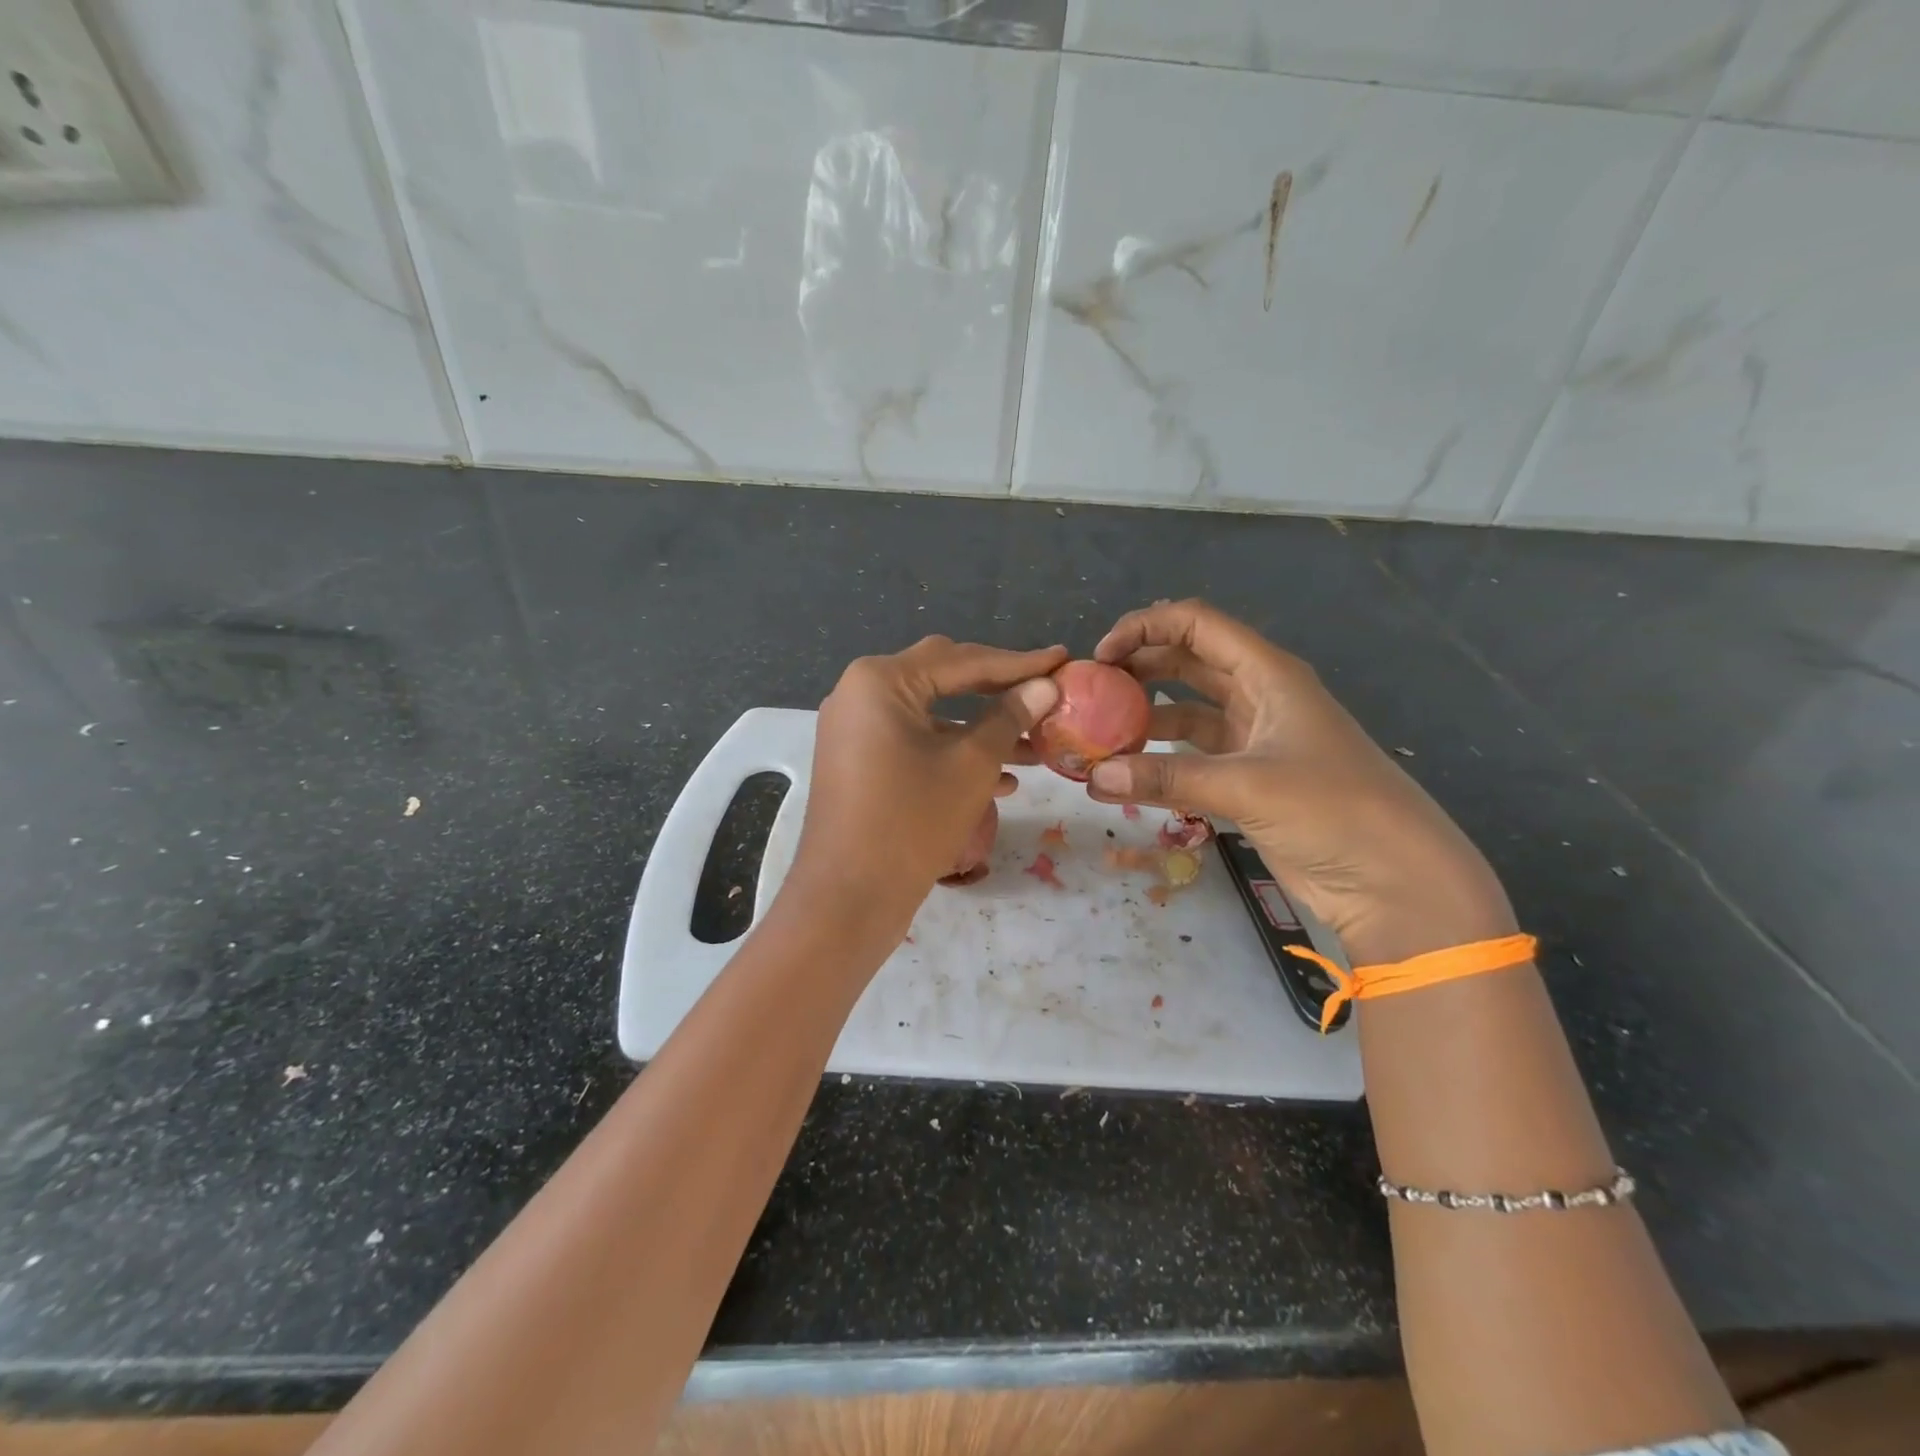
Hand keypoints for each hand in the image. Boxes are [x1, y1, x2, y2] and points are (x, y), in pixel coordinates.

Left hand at [780, 637, 1066, 948]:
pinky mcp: (857, 762)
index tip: (1062, 658)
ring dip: (980, 728)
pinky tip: (1001, 779)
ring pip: (931, 715)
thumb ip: (1009, 717)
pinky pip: (912, 743)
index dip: (1018, 662)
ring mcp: (854, 729)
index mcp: (881, 680)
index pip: (962, 660)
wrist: (847, 898)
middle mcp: (859, 694)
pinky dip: (951, 752)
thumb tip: (1044, 686)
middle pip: (943, 678)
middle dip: (997, 690)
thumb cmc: (913, 822)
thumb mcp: (972, 765)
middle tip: (1044, 693)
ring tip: (1035, 746)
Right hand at [1088, 600, 1513, 964]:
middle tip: (1091, 691)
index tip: (1101, 655)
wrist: (1395, 879)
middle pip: (1188, 661)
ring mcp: (1253, 738)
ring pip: (1187, 710)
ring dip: (1145, 716)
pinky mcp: (1248, 778)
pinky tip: (1127, 772)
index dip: (1146, 627)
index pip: (1198, 625)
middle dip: (1139, 668)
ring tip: (1099, 731)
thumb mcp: (1247, 785)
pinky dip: (1160, 759)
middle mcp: (1259, 696)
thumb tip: (1092, 778)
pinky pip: (1192, 755)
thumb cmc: (1333, 810)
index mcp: (1268, 674)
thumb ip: (1166, 779)